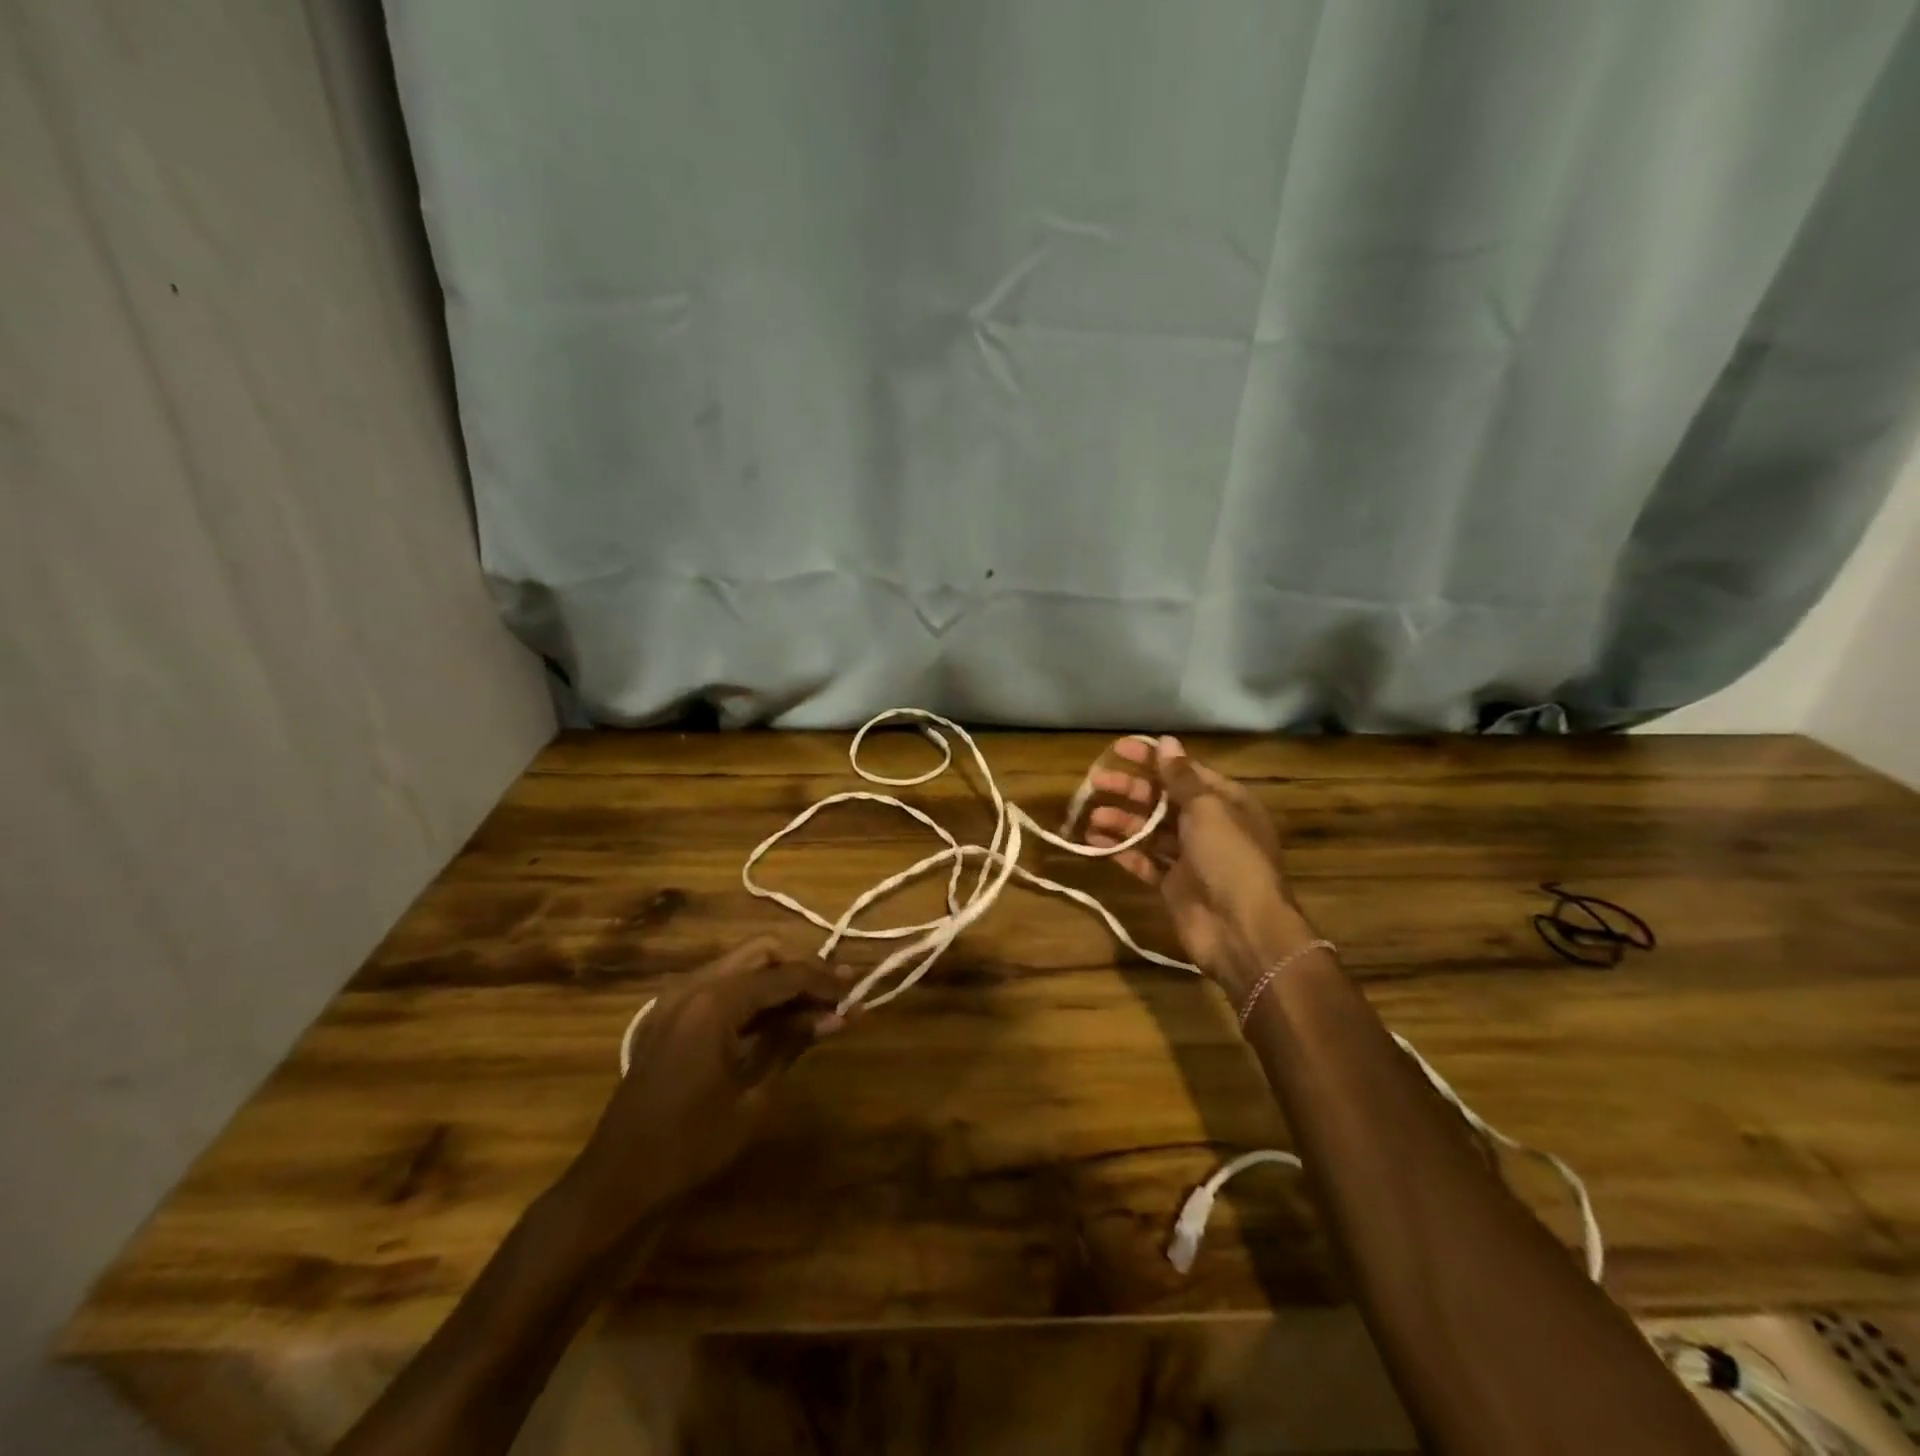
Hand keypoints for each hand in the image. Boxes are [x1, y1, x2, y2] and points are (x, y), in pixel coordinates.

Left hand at [559, 937, 849, 1251]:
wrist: (618, 1182)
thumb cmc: (691, 1144)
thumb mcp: (753, 1095)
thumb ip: (792, 1042)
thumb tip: (838, 1016)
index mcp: (714, 1002)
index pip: (783, 975)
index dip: (824, 981)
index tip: (857, 992)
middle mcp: (693, 986)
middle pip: (761, 953)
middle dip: (801, 969)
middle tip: (835, 994)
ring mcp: (676, 998)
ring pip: (741, 966)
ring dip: (778, 981)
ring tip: (816, 1007)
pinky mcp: (670, 1015)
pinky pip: (721, 987)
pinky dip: (753, 996)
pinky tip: (778, 1020)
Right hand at [1084, 736, 1312, 999]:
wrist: (1243, 930)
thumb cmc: (1229, 858)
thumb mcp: (1208, 809)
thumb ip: (1181, 777)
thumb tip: (1167, 742)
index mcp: (1225, 801)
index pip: (1183, 771)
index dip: (1151, 759)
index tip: (1118, 749)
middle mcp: (1208, 826)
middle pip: (1162, 800)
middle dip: (1129, 790)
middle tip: (1095, 782)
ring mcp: (1190, 857)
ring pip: (1150, 831)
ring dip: (1121, 821)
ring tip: (1092, 816)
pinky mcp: (1172, 885)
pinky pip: (1143, 861)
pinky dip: (1121, 851)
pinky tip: (1094, 842)